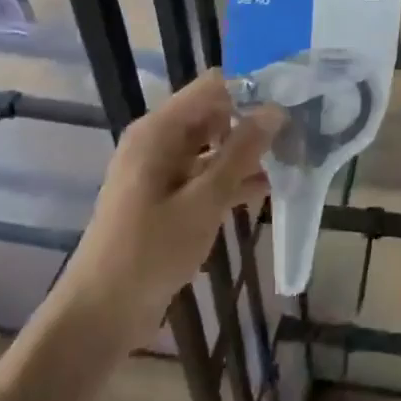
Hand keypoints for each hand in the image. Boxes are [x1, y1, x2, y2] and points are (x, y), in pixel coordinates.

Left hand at [68, 73, 281, 328]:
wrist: (100, 314)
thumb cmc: (149, 252)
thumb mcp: (203, 201)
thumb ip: (241, 153)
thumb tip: (275, 110)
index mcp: (159, 130)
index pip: (213, 86)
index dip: (253, 87)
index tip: (293, 96)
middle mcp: (159, 140)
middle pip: (214, 113)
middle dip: (254, 120)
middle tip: (300, 129)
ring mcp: (161, 170)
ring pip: (213, 145)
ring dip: (248, 152)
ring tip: (294, 156)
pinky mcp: (166, 197)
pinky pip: (205, 174)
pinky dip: (232, 178)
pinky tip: (269, 188)